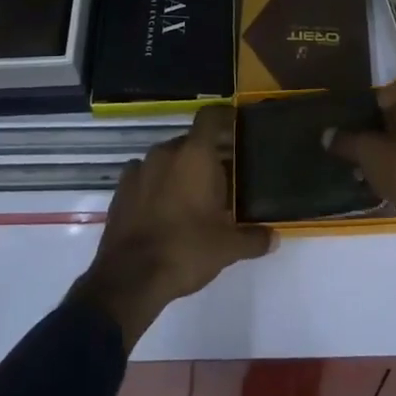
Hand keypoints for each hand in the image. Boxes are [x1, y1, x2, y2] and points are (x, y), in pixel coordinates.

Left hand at [72, 105, 274, 349]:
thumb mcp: (227, 248)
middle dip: (205, 155)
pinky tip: (161, 207)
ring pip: (166, 158)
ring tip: (191, 195)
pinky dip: (154, 184)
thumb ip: (253, 238)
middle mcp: (166, 152)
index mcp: (195, 155)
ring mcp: (139, 169)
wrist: (129, 278)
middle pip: (190, 141)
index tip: (236, 127)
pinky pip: (143, 175)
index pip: (210, 117)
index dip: (224, 117)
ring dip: (179, 170)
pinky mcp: (120, 189)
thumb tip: (275, 238)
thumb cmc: (186, 250)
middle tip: (221, 178)